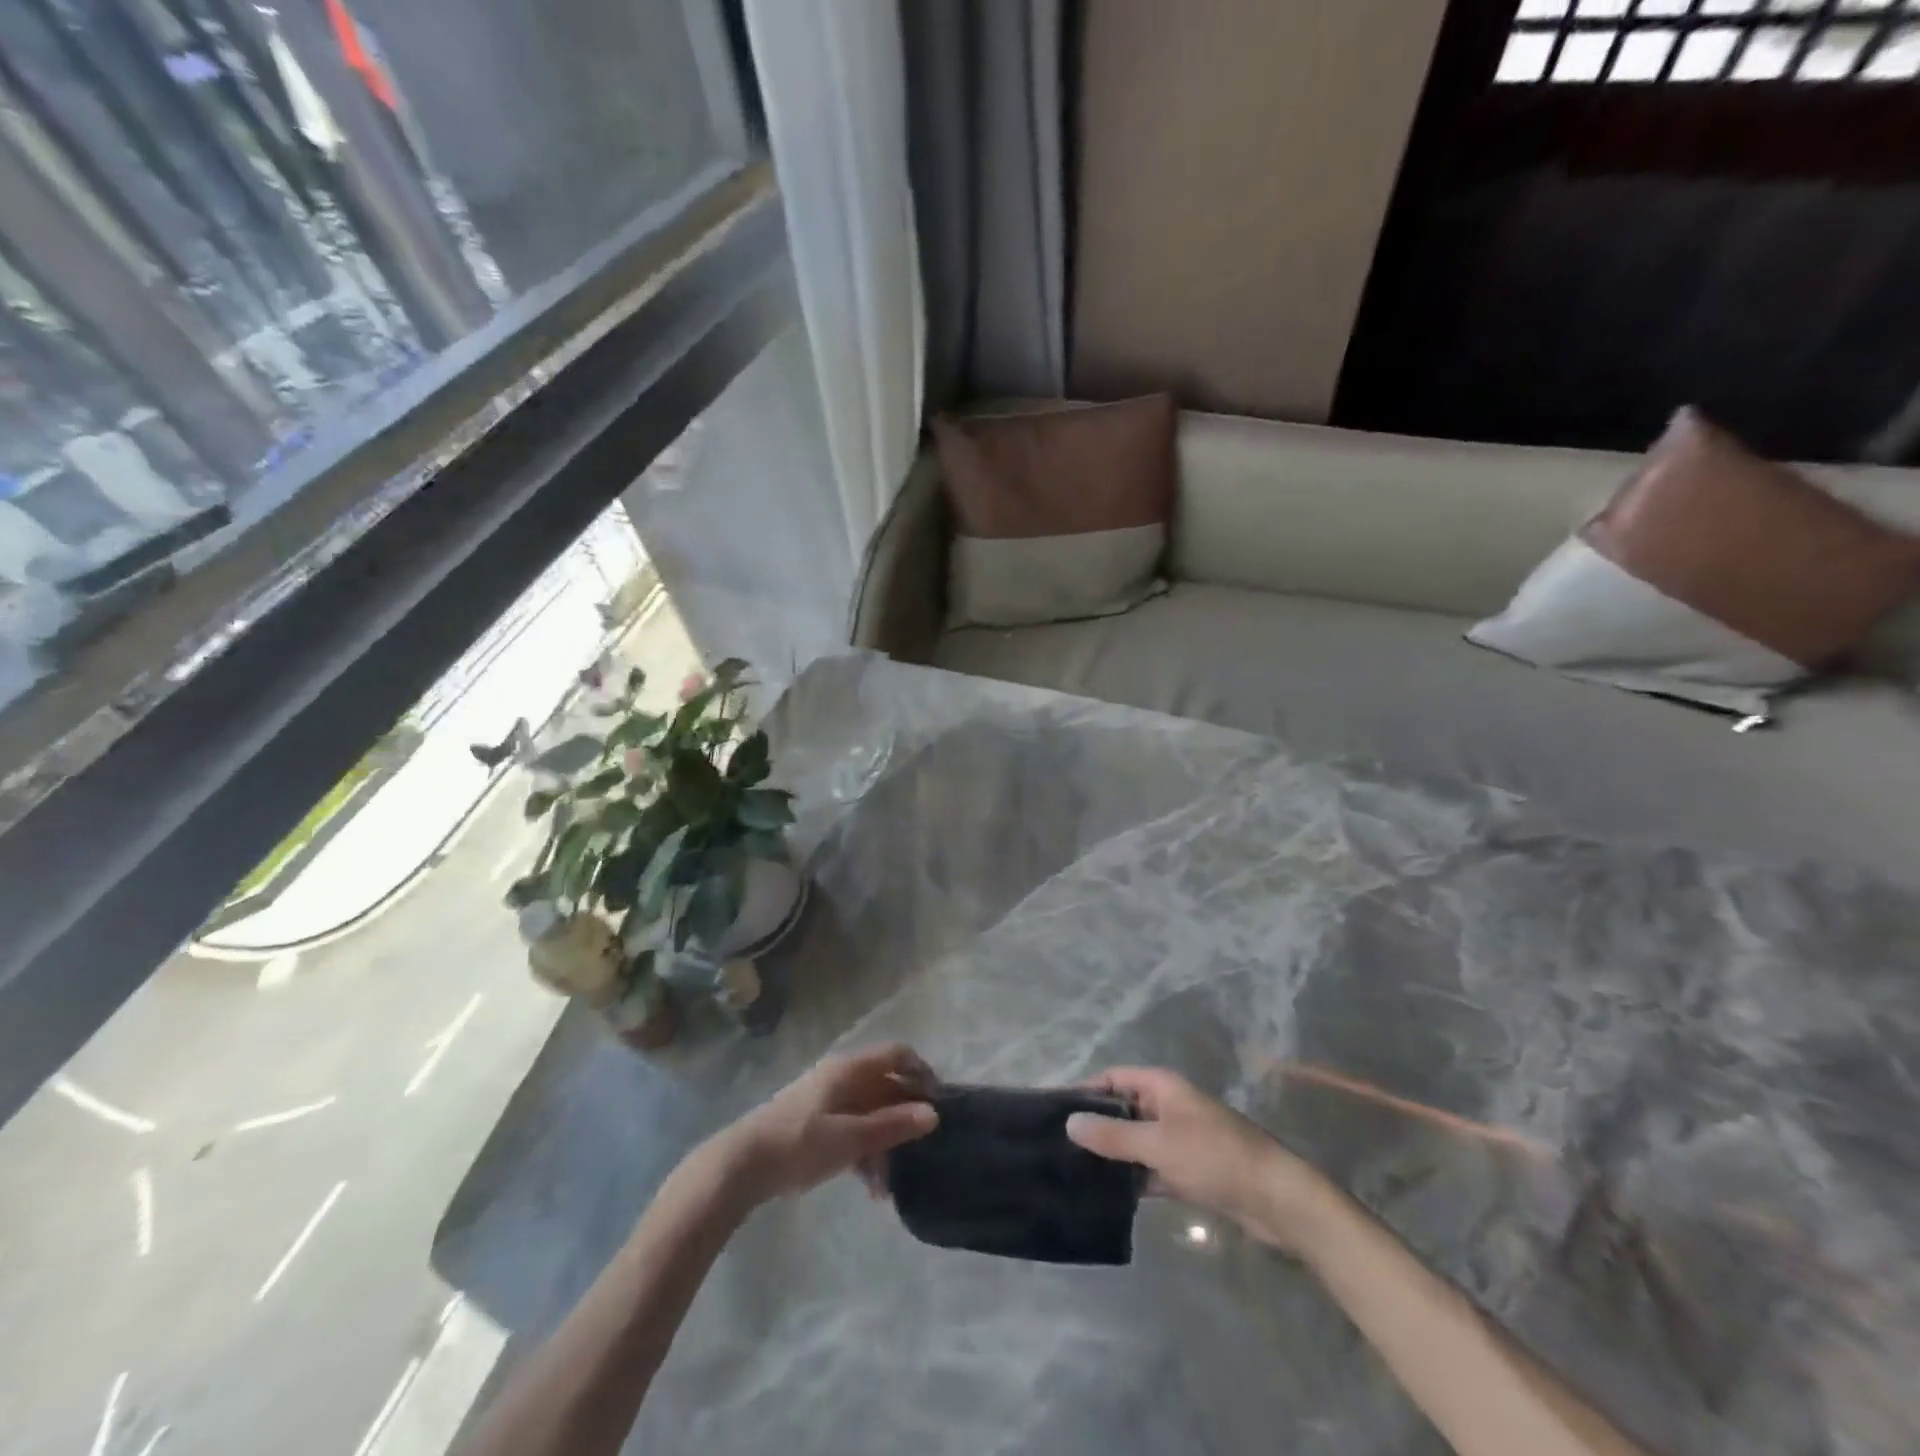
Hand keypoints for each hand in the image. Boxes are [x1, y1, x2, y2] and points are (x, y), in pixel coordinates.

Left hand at [715, 1043, 937, 1204]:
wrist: (740, 1166)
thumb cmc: (799, 1144)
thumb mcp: (850, 1138)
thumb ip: (892, 1125)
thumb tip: (934, 1114)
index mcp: (849, 1069)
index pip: (897, 1055)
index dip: (921, 1073)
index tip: (939, 1104)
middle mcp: (840, 1076)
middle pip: (885, 1086)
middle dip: (904, 1118)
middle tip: (921, 1151)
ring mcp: (826, 1100)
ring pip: (869, 1112)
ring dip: (884, 1143)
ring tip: (890, 1186)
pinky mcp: (814, 1124)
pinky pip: (852, 1129)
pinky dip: (865, 1152)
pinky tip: (870, 1188)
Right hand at [1066, 1067, 1333, 1254]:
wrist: (1275, 1199)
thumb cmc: (1215, 1156)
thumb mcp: (1158, 1144)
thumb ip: (1112, 1136)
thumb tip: (1068, 1123)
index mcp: (1162, 1087)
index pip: (1113, 1078)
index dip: (1086, 1091)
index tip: (1054, 1112)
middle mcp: (1168, 1107)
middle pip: (1122, 1110)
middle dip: (1095, 1127)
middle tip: (1057, 1148)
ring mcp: (1179, 1140)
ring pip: (1136, 1143)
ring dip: (1113, 1156)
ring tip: (1074, 1174)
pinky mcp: (1188, 1171)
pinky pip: (1151, 1169)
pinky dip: (1133, 1179)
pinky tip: (1108, 1196)